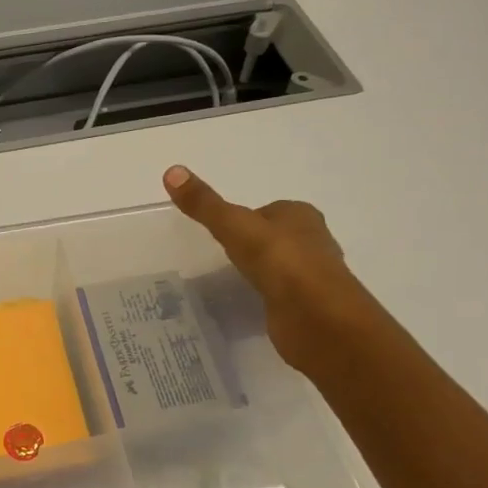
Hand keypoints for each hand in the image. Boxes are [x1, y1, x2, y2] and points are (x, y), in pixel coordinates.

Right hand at [162, 165, 368, 372]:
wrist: (316, 316)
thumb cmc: (279, 261)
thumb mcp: (234, 227)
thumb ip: (204, 204)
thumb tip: (171, 170)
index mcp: (300, 215)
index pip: (268, 210)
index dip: (245, 219)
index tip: (221, 232)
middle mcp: (312, 241)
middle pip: (275, 237)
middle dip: (253, 245)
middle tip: (220, 256)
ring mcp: (311, 276)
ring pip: (279, 267)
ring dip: (260, 272)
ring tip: (229, 281)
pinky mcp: (307, 306)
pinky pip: (280, 295)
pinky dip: (266, 297)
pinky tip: (248, 303)